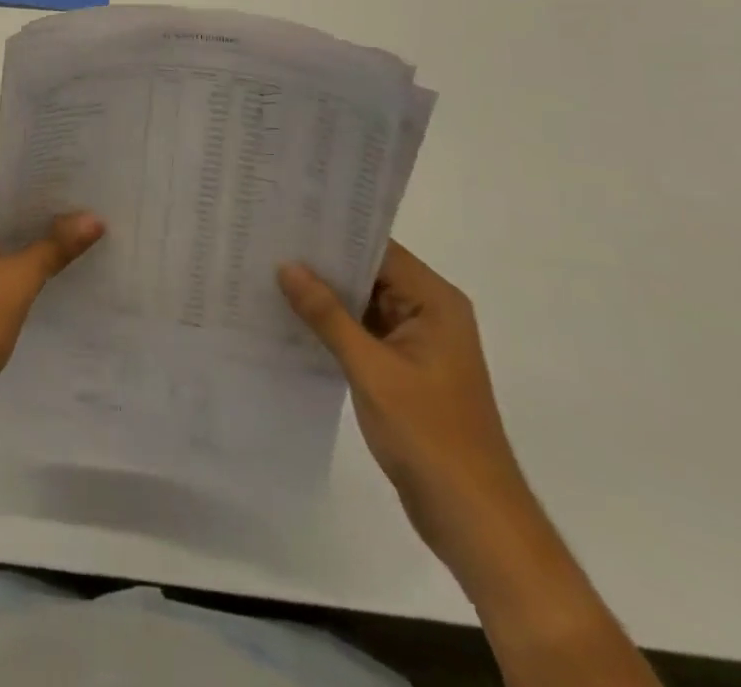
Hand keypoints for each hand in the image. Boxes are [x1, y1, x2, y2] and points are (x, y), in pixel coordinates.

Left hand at [0, 179, 102, 440]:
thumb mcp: (16, 282)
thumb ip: (54, 246)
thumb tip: (94, 216)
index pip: (8, 185)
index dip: (47, 185)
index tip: (88, 185)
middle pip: (7, 211)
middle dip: (48, 214)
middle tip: (98, 210)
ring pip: (4, 239)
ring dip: (38, 241)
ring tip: (88, 236)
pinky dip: (24, 264)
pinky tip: (59, 270)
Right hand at [279, 243, 535, 572]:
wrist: (474, 521)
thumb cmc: (430, 436)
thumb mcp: (372, 370)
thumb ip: (328, 315)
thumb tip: (287, 266)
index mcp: (435, 303)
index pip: (379, 250)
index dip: (334, 234)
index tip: (286, 219)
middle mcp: (429, 313)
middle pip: (369, 273)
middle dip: (321, 263)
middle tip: (266, 243)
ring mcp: (416, 343)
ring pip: (362, 303)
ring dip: (323, 295)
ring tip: (267, 273)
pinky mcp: (402, 370)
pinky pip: (361, 331)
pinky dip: (331, 325)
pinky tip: (290, 318)